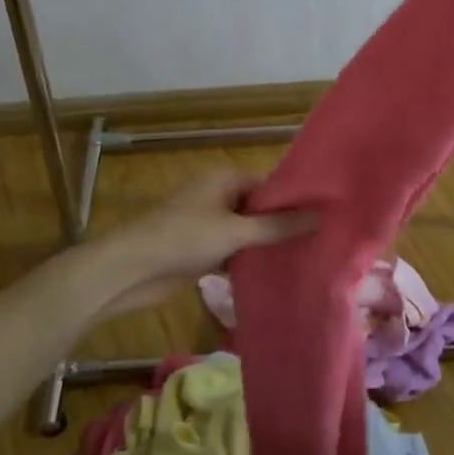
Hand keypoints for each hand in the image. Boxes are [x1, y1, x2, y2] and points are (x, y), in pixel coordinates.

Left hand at [87, 170, 315, 319]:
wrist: (130, 270)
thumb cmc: (184, 238)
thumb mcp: (236, 231)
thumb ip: (278, 226)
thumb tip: (321, 215)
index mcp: (224, 179)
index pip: (268, 185)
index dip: (292, 199)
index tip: (323, 216)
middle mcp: (216, 196)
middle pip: (257, 209)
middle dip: (281, 225)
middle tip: (319, 242)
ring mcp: (206, 224)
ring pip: (245, 232)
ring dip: (265, 245)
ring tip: (304, 259)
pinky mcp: (198, 251)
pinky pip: (231, 251)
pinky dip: (247, 261)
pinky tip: (272, 275)